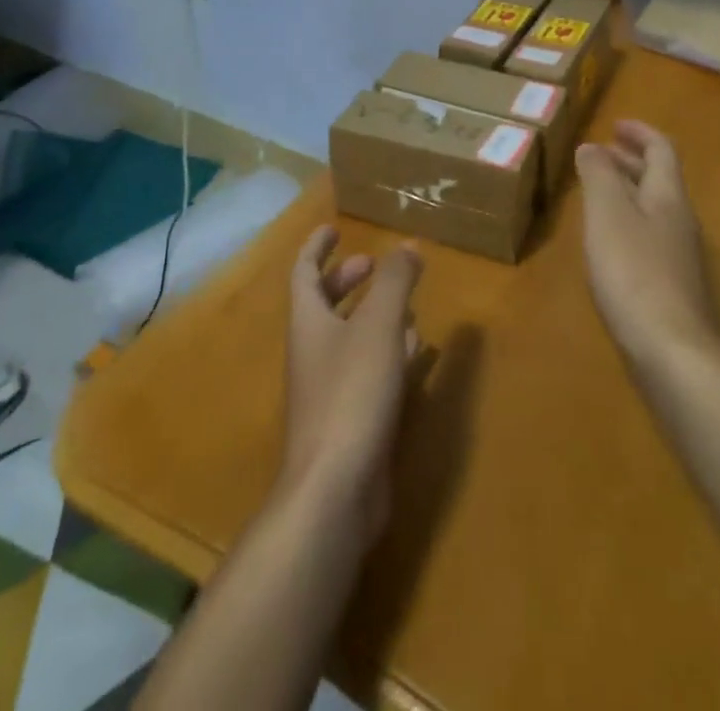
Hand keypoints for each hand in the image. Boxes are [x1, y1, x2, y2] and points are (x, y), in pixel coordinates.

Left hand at [281, 226, 421, 546]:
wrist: (335, 490)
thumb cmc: (352, 393)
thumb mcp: (378, 326)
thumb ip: (395, 282)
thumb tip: (407, 245)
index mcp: (308, 322)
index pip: (304, 272)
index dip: (316, 247)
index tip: (333, 228)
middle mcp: (313, 351)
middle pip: (324, 304)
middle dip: (346, 280)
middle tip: (373, 264)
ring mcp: (329, 388)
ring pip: (349, 338)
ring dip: (371, 315)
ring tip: (404, 303)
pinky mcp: (351, 419)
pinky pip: (368, 370)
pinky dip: (389, 352)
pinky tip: (415, 351)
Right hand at [576, 121, 719, 364]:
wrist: (672, 352)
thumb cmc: (635, 273)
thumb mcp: (608, 214)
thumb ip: (599, 176)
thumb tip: (592, 147)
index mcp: (668, 197)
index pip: (661, 150)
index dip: (640, 133)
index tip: (614, 125)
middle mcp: (680, 220)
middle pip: (659, 179)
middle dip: (630, 160)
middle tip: (599, 154)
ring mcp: (679, 256)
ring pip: (654, 209)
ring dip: (627, 191)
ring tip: (597, 193)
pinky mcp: (671, 286)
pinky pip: (649, 237)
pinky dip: (627, 223)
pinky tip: (607, 242)